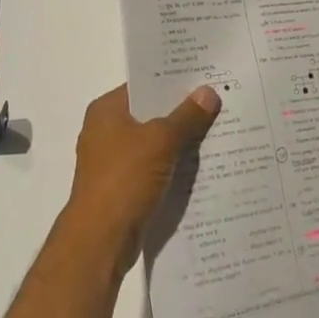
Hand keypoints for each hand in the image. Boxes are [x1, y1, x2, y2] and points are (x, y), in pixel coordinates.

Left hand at [61, 84, 220, 268]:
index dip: (173, 80)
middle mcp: (105, 130)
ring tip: (217, 130)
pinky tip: (200, 165)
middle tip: (217, 101)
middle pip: (150, 113)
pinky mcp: (122, 187)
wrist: (100, 240)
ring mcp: (112, 161)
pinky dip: (172, 166)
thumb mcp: (161, 141)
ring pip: (154, 142)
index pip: (144, 85)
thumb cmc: (125, 179)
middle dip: (181, 111)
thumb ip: (186, 116)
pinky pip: (153, 167)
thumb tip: (208, 92)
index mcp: (106, 110)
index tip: (204, 76)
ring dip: (179, 141)